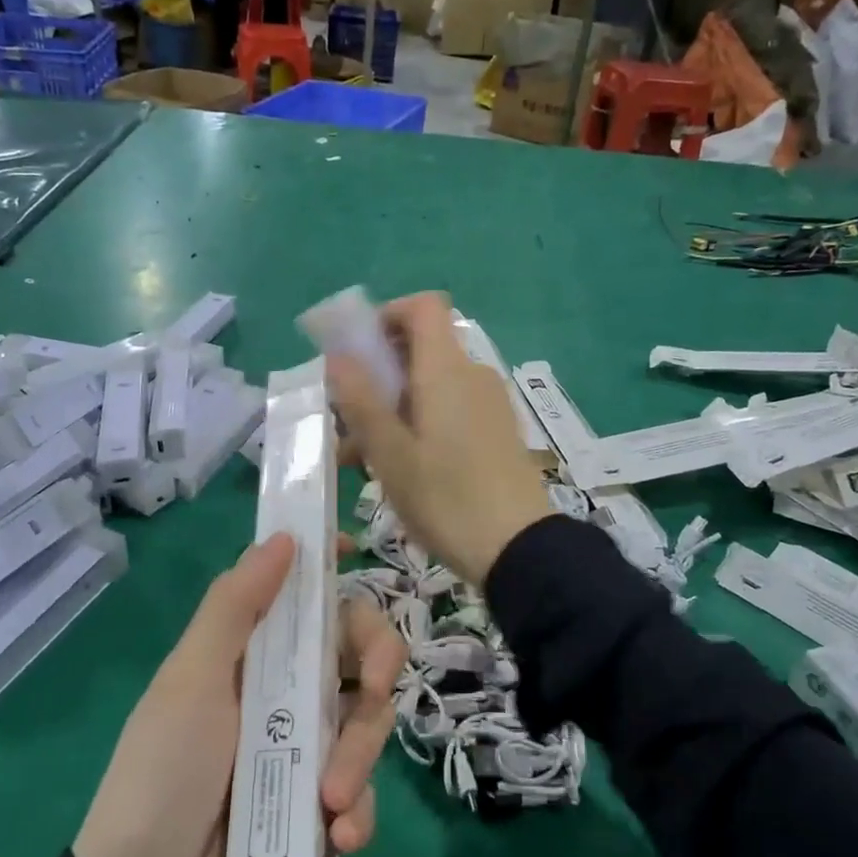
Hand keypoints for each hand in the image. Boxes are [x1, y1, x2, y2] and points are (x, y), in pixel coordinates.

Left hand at [72, 534, 403, 856]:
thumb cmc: (163, 772)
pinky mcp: (321, 805)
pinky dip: (358, 813)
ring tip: (330, 802)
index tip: (356, 553)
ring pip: (368, 723)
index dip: (332, 570)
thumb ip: (234, 608)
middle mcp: (288, 691)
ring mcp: (308, 749)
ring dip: (360, 759)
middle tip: (370, 690)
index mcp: (255, 654)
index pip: (305, 597)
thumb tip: (283, 536)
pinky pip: (363, 793)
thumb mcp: (190, 681)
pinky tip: (336, 837)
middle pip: (357, 652)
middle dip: (375, 666)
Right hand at [327, 293, 551, 584]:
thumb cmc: (446, 498)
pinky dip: (418, 423)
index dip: (386, 316)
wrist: (519, 549)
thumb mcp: (390, 453)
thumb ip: (360, 400)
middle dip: (377, 375)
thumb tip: (338, 356)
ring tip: (359, 458)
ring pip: (430, 386)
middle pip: (420, 349)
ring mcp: (488, 404)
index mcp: (446, 370)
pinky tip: (398, 469)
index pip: (422, 307)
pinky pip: (449, 409)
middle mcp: (472, 375)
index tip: (357, 354)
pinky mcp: (496, 431)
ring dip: (391, 408)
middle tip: (346, 419)